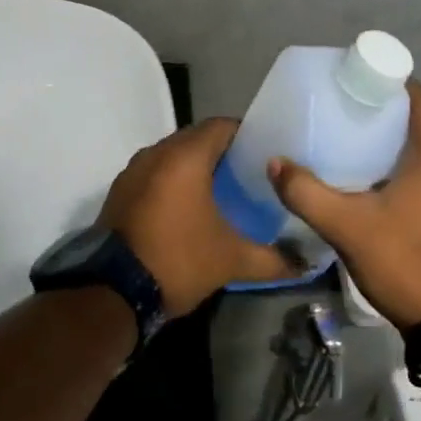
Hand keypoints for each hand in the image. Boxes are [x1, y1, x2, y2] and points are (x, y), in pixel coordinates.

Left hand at [97, 119, 298, 316]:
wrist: (111, 293)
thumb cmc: (178, 261)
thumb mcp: (232, 260)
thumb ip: (274, 258)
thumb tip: (308, 263)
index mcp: (185, 157)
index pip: (222, 126)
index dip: (246, 135)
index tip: (266, 154)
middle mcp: (156, 153)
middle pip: (196, 138)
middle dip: (222, 151)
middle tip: (249, 173)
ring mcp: (133, 171)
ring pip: (172, 155)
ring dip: (195, 166)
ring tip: (221, 190)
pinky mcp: (119, 192)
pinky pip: (154, 173)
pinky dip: (172, 181)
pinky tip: (188, 207)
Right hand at [267, 82, 420, 328]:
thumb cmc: (405, 262)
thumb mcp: (348, 226)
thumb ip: (307, 193)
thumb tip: (275, 163)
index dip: (392, 82)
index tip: (357, 80)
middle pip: (418, 124)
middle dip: (382, 112)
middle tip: (341, 109)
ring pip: (419, 153)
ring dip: (388, 143)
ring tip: (346, 140)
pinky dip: (396, 168)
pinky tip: (364, 182)